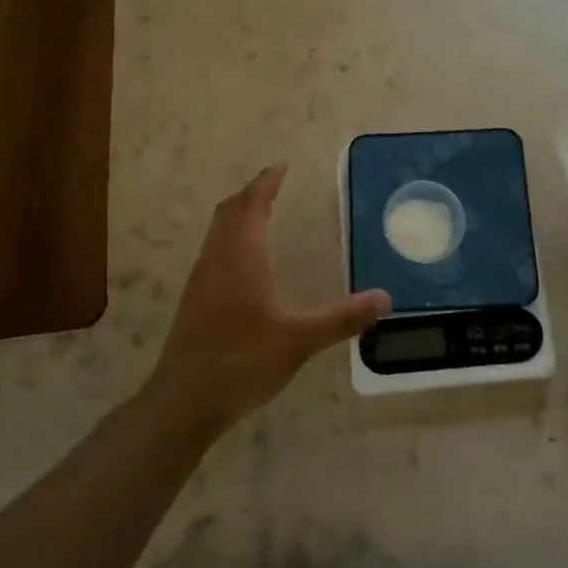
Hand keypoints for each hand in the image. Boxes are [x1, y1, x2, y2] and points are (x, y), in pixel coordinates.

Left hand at [145, 165, 388, 434]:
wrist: (182, 401)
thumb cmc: (241, 362)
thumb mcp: (299, 341)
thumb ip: (342, 319)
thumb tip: (384, 299)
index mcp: (241, 257)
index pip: (251, 204)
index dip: (266, 182)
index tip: (281, 166)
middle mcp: (217, 259)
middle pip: (230, 211)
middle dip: (251, 193)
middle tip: (274, 185)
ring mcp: (201, 280)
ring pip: (217, 231)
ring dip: (237, 214)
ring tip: (260, 214)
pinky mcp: (193, 300)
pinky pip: (213, 250)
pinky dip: (229, 237)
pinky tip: (243, 262)